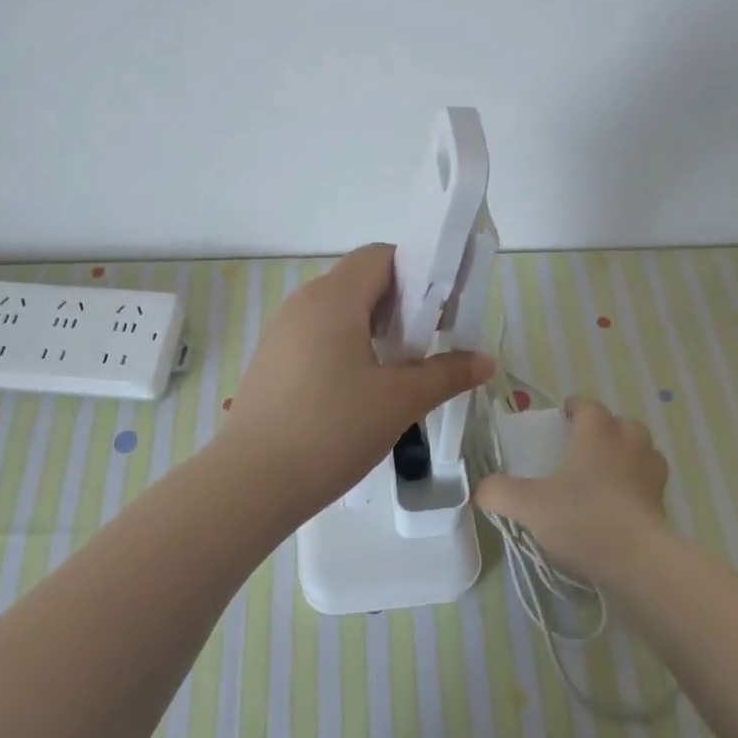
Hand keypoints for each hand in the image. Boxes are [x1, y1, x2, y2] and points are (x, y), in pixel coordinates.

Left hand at [221, 244, 495, 514]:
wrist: (252, 481)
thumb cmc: (331, 430)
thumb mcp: (399, 401)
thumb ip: (446, 374)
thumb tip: (485, 361)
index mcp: (333, 298)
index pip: (381, 256)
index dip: (419, 272)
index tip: (444, 309)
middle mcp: (303, 302)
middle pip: (361, 281)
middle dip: (402, 303)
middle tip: (430, 342)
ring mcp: (282, 331)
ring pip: (339, 310)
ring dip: (375, 328)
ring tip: (400, 368)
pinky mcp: (272, 359)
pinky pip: (318, 335)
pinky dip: (348, 346)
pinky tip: (361, 388)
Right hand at [474, 395, 669, 583]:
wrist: (638, 561)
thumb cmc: (581, 518)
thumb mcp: (527, 505)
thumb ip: (497, 492)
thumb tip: (478, 489)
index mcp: (597, 434)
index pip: (589, 406)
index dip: (576, 406)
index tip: (563, 415)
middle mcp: (629, 446)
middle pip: (624, 424)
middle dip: (607, 428)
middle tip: (584, 445)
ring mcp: (651, 476)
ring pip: (644, 452)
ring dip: (628, 455)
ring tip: (605, 473)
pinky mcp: (664, 506)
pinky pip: (651, 485)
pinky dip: (637, 487)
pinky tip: (619, 505)